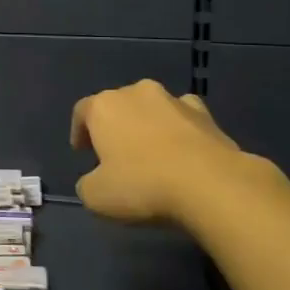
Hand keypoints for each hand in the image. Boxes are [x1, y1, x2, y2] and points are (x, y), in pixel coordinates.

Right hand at [70, 80, 268, 224]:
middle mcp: (136, 93)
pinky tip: (183, 153)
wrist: (210, 184)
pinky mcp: (206, 114)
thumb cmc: (142, 185)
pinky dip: (180, 131)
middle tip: (115, 154)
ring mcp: (173, 100)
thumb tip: (95, 180)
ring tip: (152, 154)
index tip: (82, 152)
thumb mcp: (96, 197)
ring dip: (148, 126)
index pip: (82, 111)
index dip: (79, 132)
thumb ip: (88, 184)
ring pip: (152, 109)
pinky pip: (184, 118)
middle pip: (118, 105)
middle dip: (115, 127)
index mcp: (104, 106)